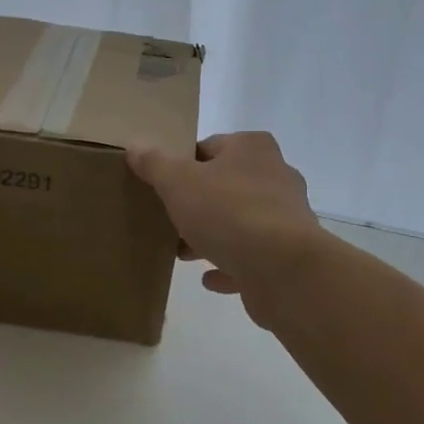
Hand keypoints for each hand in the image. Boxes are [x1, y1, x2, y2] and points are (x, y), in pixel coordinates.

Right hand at [125, 132, 320, 316]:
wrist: (282, 268)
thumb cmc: (229, 212)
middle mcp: (275, 176)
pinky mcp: (288, 256)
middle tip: (168, 220)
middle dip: (197, 204)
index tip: (161, 185)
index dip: (183, 164)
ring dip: (212, 236)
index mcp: (252, 149)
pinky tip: (208, 279)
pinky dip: (230, 266)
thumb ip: (155, 163)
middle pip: (226, 185)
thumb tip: (135, 145)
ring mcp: (286, 218)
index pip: (210, 147)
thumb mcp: (179, 182)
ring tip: (182, 252)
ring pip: (239, 222)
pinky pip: (251, 258)